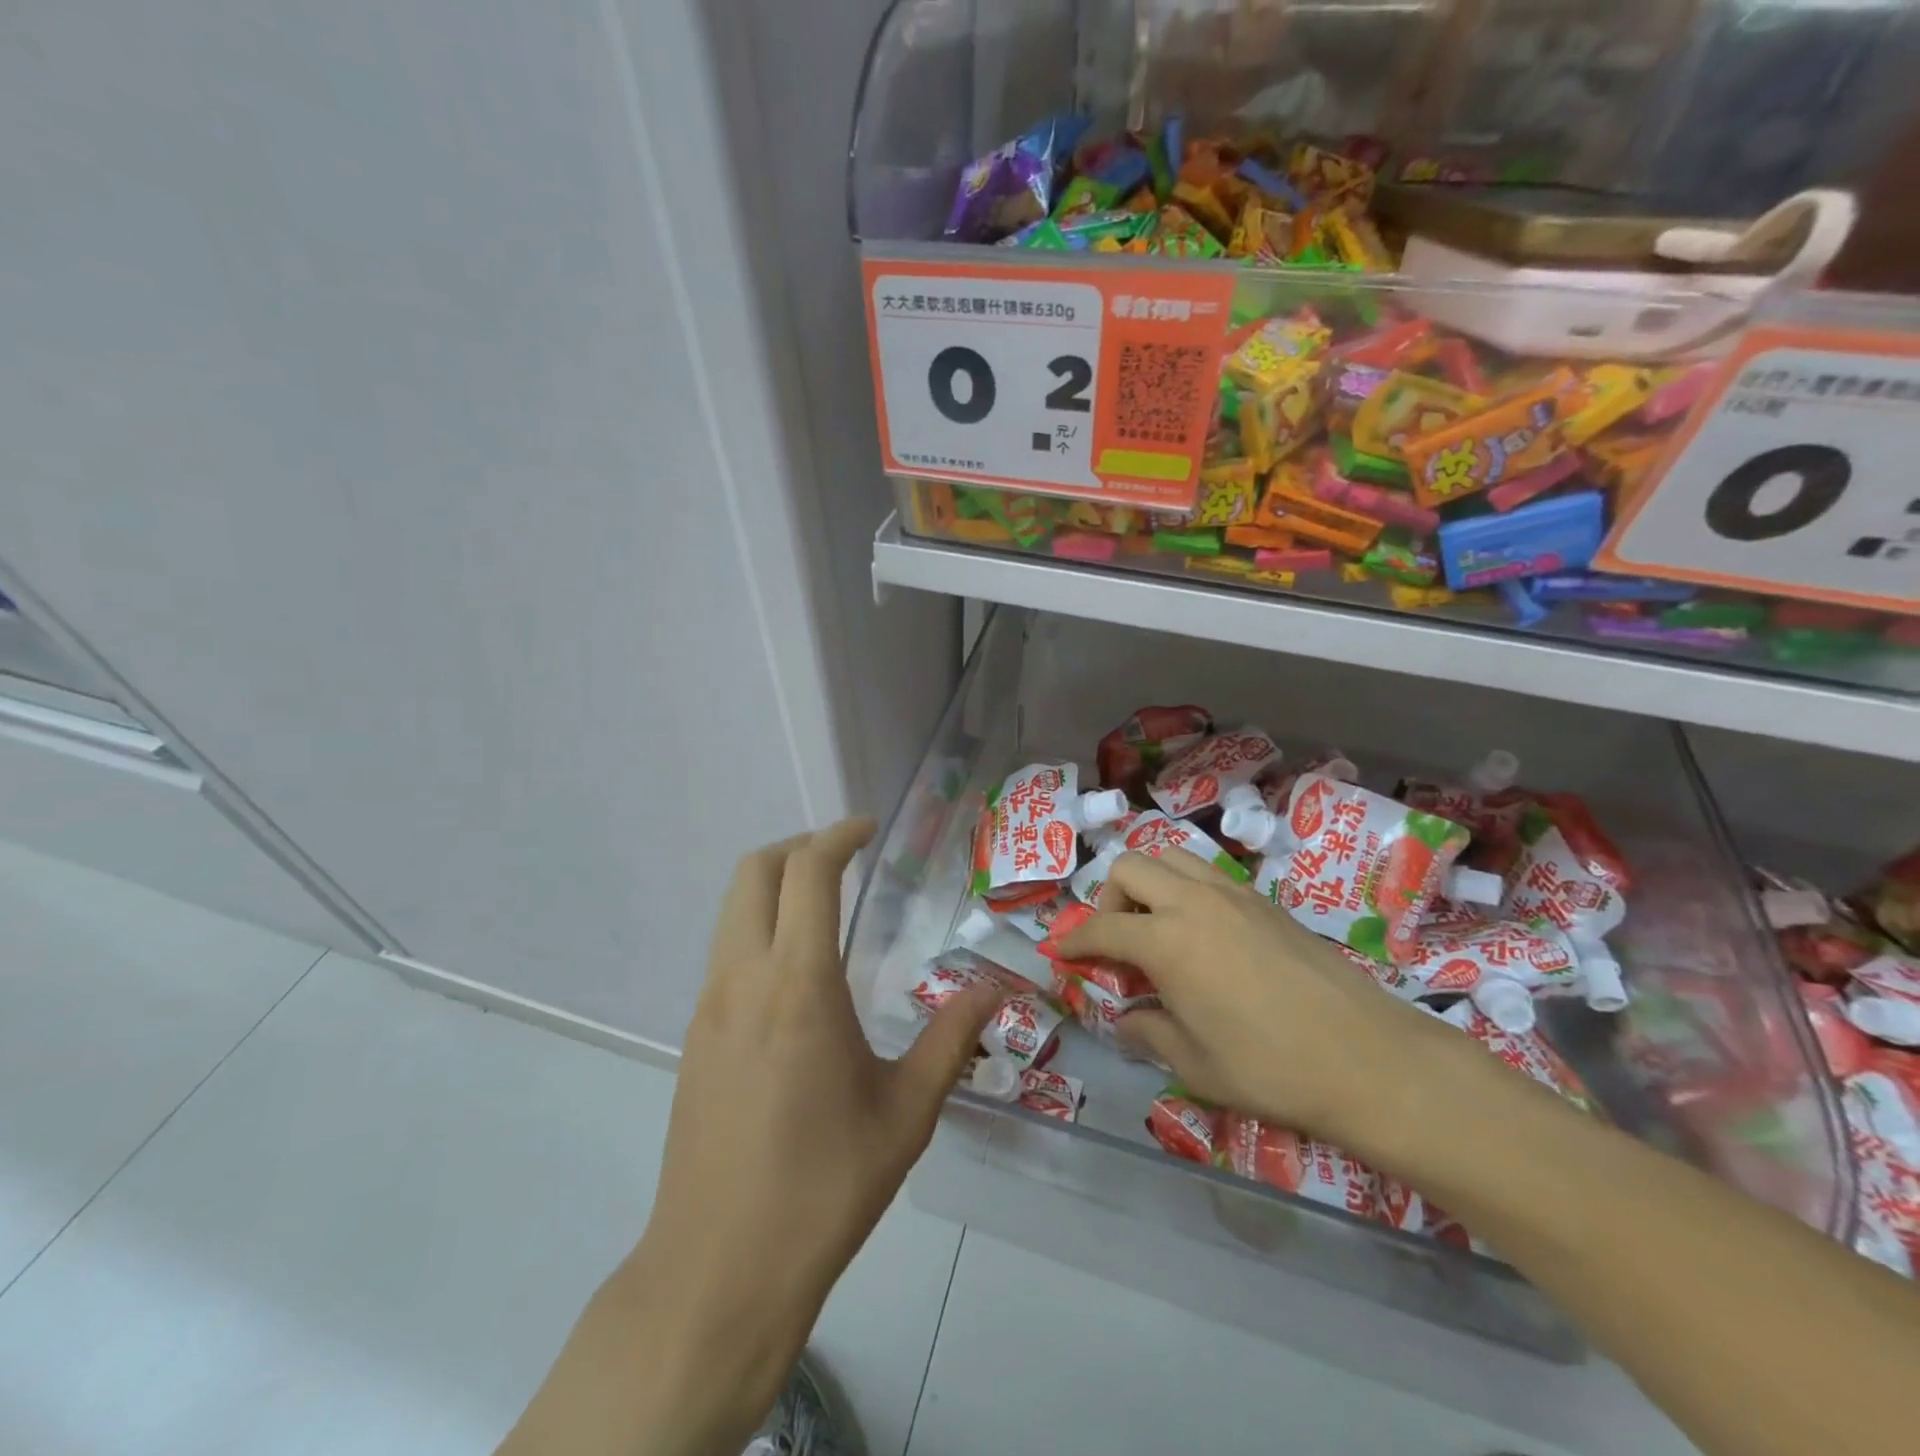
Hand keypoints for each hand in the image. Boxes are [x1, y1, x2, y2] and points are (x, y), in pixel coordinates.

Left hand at [631, 819, 1000, 1449]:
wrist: (719, 1270)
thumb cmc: (824, 1187)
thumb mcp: (906, 1112)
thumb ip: (952, 1037)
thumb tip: (994, 988)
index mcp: (797, 984)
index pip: (807, 872)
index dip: (838, 836)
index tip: (869, 829)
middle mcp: (743, 978)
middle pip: (753, 872)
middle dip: (798, 846)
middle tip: (846, 857)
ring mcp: (708, 1005)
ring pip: (732, 908)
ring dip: (774, 885)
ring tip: (825, 904)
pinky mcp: (694, 1035)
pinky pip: (725, 950)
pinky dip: (758, 926)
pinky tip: (798, 972)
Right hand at [1055, 848, 1460, 1151]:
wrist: (1370, 1059)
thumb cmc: (1271, 1068)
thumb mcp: (1194, 1064)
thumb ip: (1148, 1033)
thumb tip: (1125, 1021)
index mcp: (1166, 940)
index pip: (1101, 927)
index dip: (1073, 940)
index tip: (1060, 953)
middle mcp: (1194, 901)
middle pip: (1129, 867)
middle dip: (1109, 899)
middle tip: (1119, 943)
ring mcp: (1234, 894)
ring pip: (1171, 857)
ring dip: (1150, 885)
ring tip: (1158, 931)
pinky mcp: (1265, 901)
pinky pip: (1209, 874)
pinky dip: (1187, 891)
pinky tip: (1204, 937)